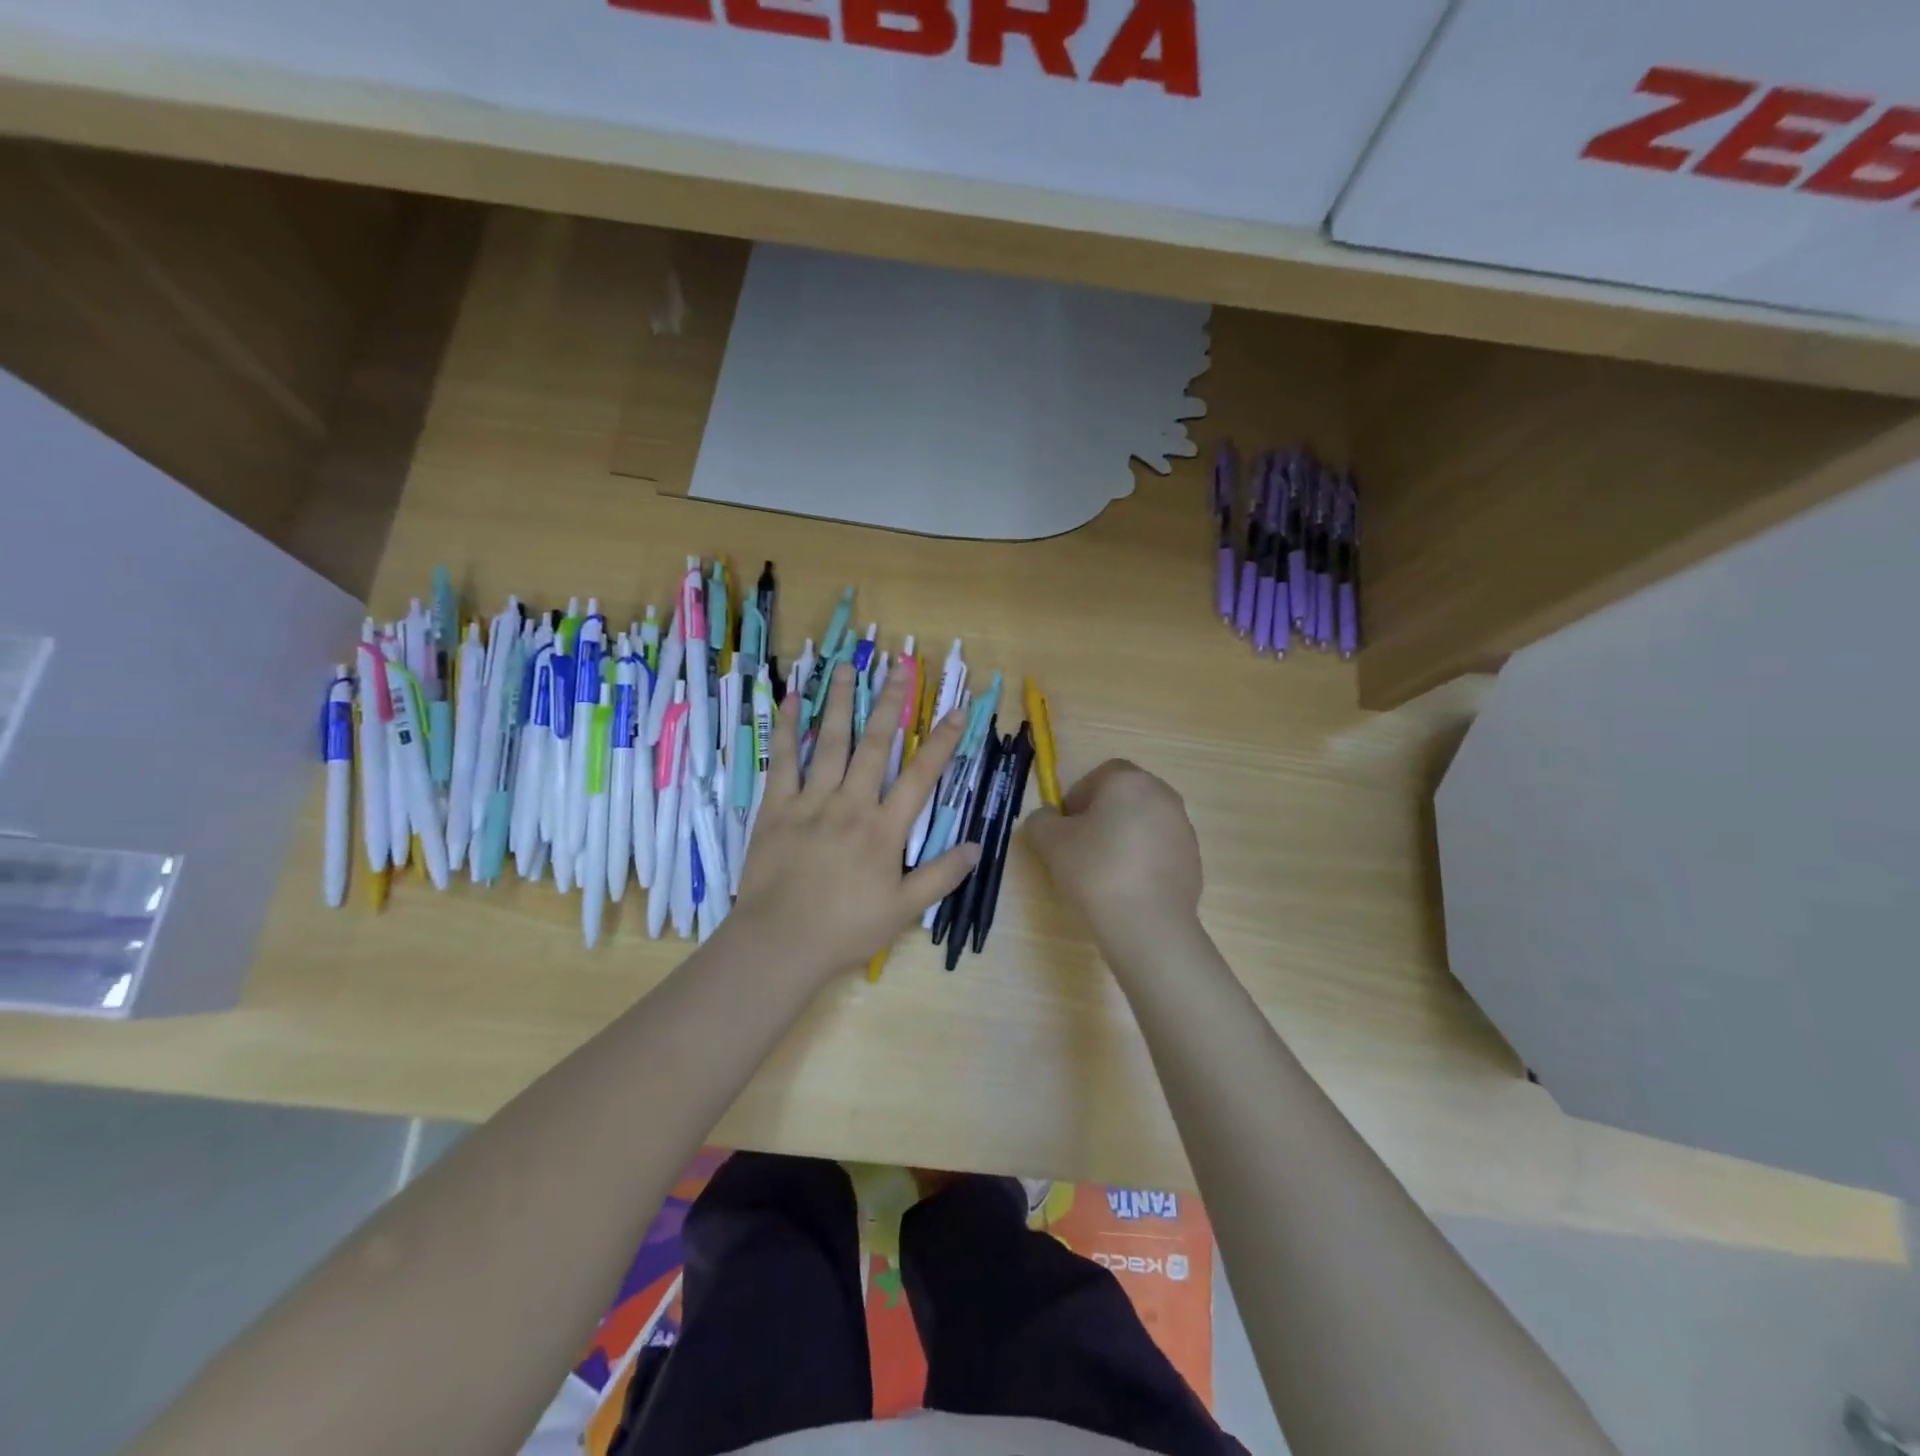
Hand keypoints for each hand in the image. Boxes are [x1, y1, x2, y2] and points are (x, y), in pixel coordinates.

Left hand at [732, 662, 977, 982]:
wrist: (779, 942)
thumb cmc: (845, 929)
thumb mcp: (903, 910)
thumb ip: (940, 876)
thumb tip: (976, 847)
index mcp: (884, 829)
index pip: (921, 776)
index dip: (942, 741)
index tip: (956, 710)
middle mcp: (851, 804)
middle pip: (875, 745)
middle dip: (890, 703)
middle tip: (900, 667)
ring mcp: (811, 801)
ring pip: (830, 742)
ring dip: (839, 702)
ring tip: (846, 667)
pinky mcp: (776, 807)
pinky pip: (782, 760)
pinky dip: (786, 729)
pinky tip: (788, 701)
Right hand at [1023, 760, 1202, 948]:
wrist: (1147, 922)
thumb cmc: (1095, 870)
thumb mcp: (1049, 842)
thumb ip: (1041, 820)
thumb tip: (1048, 818)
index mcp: (1129, 781)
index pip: (1099, 775)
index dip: (1078, 797)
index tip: (1066, 828)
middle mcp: (1162, 795)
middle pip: (1125, 797)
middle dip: (1102, 816)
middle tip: (1081, 848)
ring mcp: (1183, 828)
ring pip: (1144, 823)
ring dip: (1124, 838)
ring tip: (1105, 872)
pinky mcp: (1193, 859)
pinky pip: (1160, 850)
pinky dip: (1143, 860)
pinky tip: (1128, 888)